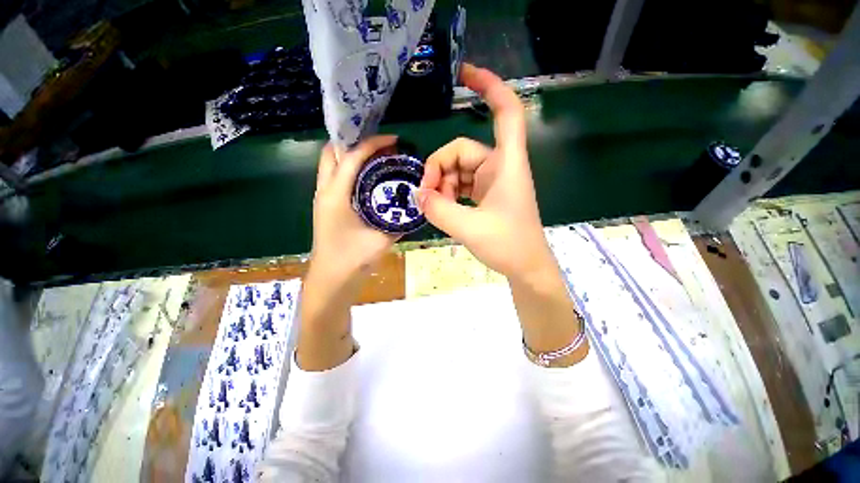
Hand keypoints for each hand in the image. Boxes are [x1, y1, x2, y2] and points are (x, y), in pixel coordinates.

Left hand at [309, 135, 399, 281]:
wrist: (332, 280)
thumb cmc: (354, 260)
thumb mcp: (382, 238)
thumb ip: (399, 219)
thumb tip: (414, 204)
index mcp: (336, 195)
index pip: (351, 157)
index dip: (372, 144)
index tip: (393, 140)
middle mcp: (325, 190)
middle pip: (332, 152)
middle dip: (355, 142)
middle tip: (381, 146)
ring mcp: (323, 197)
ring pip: (331, 163)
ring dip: (351, 154)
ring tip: (377, 157)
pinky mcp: (326, 205)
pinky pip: (336, 176)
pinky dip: (350, 169)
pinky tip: (370, 177)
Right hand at [418, 63, 555, 282]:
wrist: (526, 267)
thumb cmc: (509, 246)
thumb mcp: (470, 228)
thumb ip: (440, 210)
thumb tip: (418, 195)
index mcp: (506, 164)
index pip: (506, 112)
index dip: (490, 86)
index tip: (465, 74)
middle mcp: (499, 167)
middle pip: (461, 150)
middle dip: (439, 170)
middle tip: (427, 196)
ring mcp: (491, 181)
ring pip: (457, 170)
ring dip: (442, 186)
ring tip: (435, 208)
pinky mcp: (485, 195)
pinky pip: (460, 185)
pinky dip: (448, 194)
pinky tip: (442, 209)